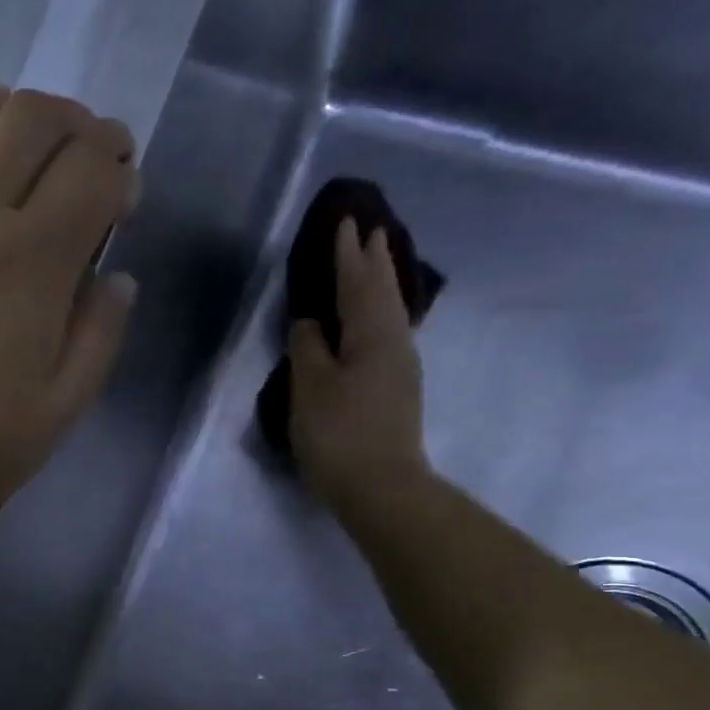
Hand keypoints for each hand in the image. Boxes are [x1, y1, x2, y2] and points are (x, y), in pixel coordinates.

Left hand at [0, 87, 140, 561]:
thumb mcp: (52, 419)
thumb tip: (117, 281)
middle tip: (95, 159)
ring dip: (14, 110)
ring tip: (32, 142)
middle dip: (80, 126)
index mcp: (28, 264)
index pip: (90, 173)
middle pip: (34, 119)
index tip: (126, 202)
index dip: (120, 173)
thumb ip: (96, 342)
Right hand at [288, 219, 429, 510]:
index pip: (356, 282)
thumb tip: (310, 322)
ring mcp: (401, 368)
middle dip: (374, 261)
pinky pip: (389, 335)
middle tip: (372, 231)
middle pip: (383, 292)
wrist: (381, 487)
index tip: (346, 222)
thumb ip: (307, 347)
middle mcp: (394, 341)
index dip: (347, 254)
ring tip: (377, 266)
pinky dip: (380, 315)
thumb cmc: (339, 433)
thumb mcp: (310, 387)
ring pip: (391, 313)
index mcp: (371, 333)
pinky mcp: (398, 392)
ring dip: (382, 285)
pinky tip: (376, 322)